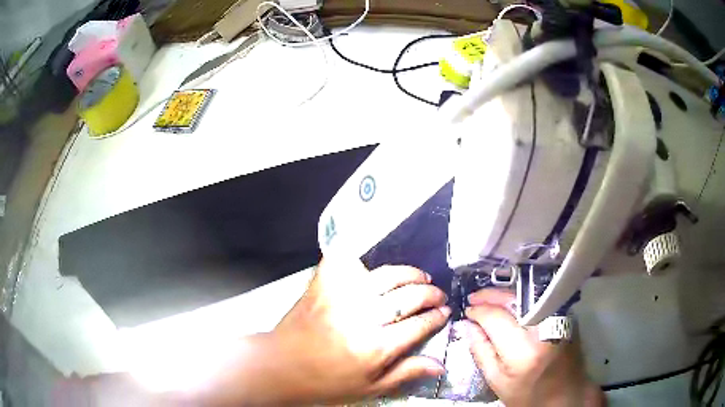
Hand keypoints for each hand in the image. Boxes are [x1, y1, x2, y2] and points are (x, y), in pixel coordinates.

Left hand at [269, 257, 449, 403]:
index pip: (419, 324)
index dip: (437, 317)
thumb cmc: (325, 382)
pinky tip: (377, 267)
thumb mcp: (369, 387)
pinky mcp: (323, 284)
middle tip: (437, 295)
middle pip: (409, 296)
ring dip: (409, 274)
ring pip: (387, 275)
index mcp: (375, 347)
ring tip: (420, 278)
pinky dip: (364, 260)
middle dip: (431, 294)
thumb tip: (439, 365)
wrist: (282, 365)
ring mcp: (341, 296)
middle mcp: (361, 318)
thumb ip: (406, 372)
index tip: (445, 313)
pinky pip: (348, 262)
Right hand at [462, 289, 604, 406]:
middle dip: (490, 296)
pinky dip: (520, 300)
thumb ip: (481, 352)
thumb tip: (468, 326)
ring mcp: (558, 319)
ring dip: (504, 294)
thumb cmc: (528, 395)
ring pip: (527, 296)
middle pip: (513, 300)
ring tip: (487, 299)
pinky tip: (509, 305)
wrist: (566, 395)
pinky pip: (539, 301)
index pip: (496, 318)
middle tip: (473, 298)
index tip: (467, 311)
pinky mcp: (566, 316)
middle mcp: (543, 329)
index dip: (478, 311)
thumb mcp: (497, 382)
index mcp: (523, 351)